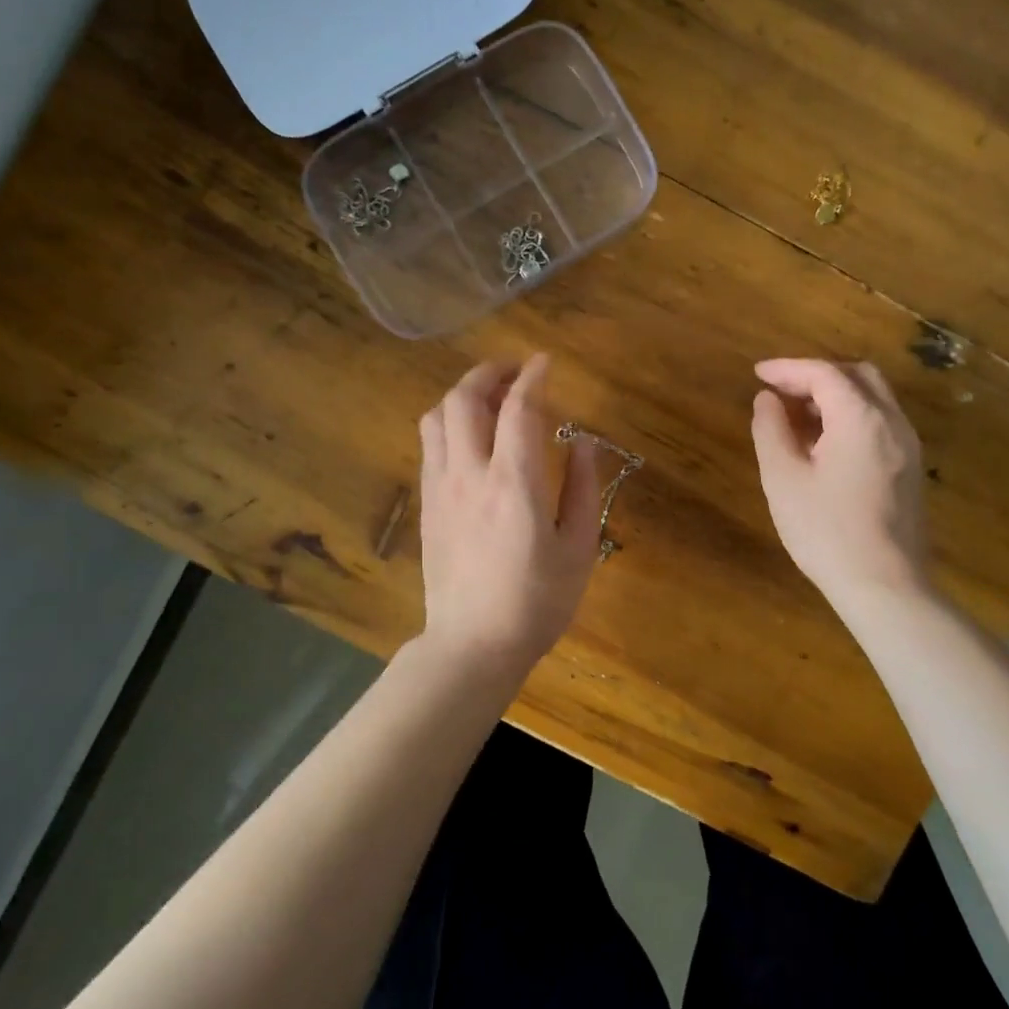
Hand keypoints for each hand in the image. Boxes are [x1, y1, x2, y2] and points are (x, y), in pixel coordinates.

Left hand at [417, 354, 600, 678]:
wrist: (472, 645)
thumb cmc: (536, 601)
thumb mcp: (578, 548)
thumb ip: (581, 488)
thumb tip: (582, 442)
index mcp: (515, 483)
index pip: (519, 408)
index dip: (533, 376)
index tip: (545, 362)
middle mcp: (470, 474)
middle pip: (464, 398)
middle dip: (489, 372)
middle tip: (515, 373)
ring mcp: (441, 487)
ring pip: (438, 416)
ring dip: (463, 394)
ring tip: (491, 399)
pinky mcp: (426, 504)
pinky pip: (431, 444)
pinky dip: (450, 422)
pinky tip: (471, 436)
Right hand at [751, 358, 930, 609]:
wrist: (885, 586)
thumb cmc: (826, 531)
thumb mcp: (783, 478)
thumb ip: (771, 429)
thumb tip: (767, 399)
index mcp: (861, 417)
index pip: (824, 373)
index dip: (788, 368)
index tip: (758, 374)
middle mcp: (892, 422)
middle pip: (858, 375)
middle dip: (817, 375)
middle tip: (783, 391)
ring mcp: (908, 446)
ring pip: (874, 398)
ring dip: (836, 396)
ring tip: (799, 417)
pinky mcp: (910, 469)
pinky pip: (881, 423)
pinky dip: (852, 416)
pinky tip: (826, 443)